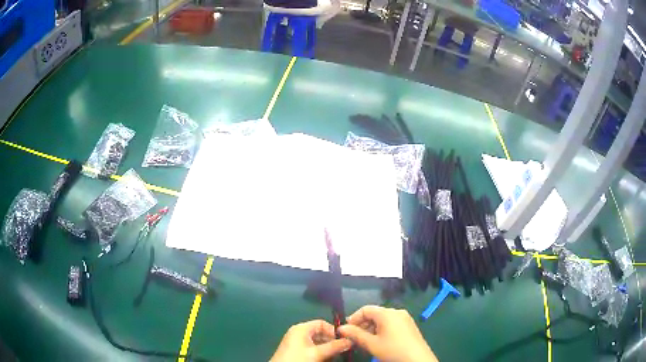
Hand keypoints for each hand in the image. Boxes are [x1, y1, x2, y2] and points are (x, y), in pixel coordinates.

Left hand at [270, 320, 351, 361]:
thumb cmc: (298, 359)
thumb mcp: (318, 353)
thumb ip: (335, 346)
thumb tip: (351, 340)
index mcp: (301, 329)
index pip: (322, 323)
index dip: (334, 331)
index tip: (345, 340)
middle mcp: (299, 333)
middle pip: (321, 333)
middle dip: (332, 342)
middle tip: (343, 350)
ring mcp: (297, 343)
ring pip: (318, 343)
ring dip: (328, 349)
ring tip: (336, 356)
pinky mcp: (297, 352)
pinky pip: (313, 349)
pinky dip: (321, 353)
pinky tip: (327, 360)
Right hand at [338, 305, 437, 361]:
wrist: (417, 360)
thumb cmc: (393, 350)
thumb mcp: (371, 344)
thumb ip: (355, 334)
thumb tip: (341, 328)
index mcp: (387, 313)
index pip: (365, 309)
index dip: (353, 318)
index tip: (345, 330)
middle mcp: (397, 312)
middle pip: (374, 314)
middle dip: (362, 325)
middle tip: (354, 338)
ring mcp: (405, 318)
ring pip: (382, 320)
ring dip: (371, 329)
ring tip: (365, 342)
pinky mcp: (409, 326)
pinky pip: (391, 324)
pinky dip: (381, 330)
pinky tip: (379, 342)